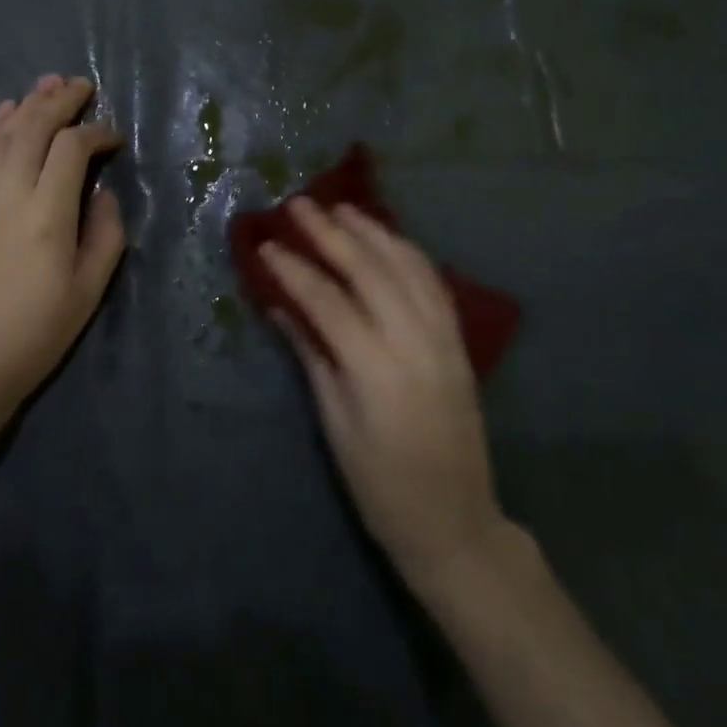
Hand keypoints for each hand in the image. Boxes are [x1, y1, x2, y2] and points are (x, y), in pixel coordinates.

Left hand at [0, 74, 125, 441]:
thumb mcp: (88, 292)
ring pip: (3, 132)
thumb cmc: (33, 335)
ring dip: (28, 103)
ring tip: (48, 83)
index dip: (97, 133)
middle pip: (34, 126)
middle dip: (60, 100)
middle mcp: (8, 192)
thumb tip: (103, 193)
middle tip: (82, 85)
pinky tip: (6, 112)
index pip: (73, 148)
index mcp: (47, 214)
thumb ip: (105, 235)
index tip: (114, 137)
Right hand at [260, 198, 503, 592]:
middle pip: (369, 270)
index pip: (327, 300)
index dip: (293, 269)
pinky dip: (408, 253)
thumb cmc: (380, 484)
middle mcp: (414, 342)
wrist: (455, 521)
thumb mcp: (334, 424)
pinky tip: (388, 238)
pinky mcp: (459, 343)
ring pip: (407, 266)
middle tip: (300, 205)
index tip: (267, 244)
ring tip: (341, 208)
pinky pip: (433, 283)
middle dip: (331, 233)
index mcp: (376, 369)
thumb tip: (281, 307)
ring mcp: (443, 338)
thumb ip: (312, 356)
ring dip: (373, 232)